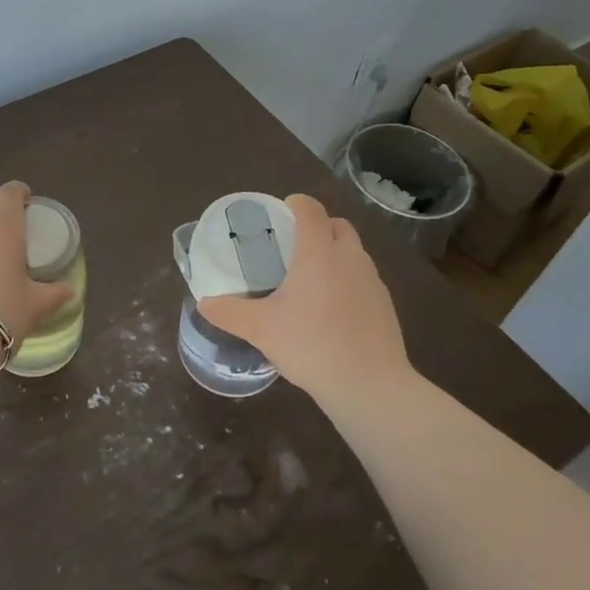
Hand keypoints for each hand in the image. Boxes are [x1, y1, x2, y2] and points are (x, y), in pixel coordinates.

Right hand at [197, 194, 409, 405]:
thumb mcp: (261, 329)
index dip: (296, 204)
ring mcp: (372, 280)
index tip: (280, 213)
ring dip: (334, 254)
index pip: (310, 209)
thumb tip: (204, 303)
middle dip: (317, 228)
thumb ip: (230, 312)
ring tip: (310, 281)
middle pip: (337, 225)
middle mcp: (349, 257)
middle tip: (293, 248)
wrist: (369, 385)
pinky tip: (332, 311)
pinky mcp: (385, 304)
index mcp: (318, 252)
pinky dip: (348, 282)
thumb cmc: (311, 345)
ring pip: (353, 252)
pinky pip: (363, 279)